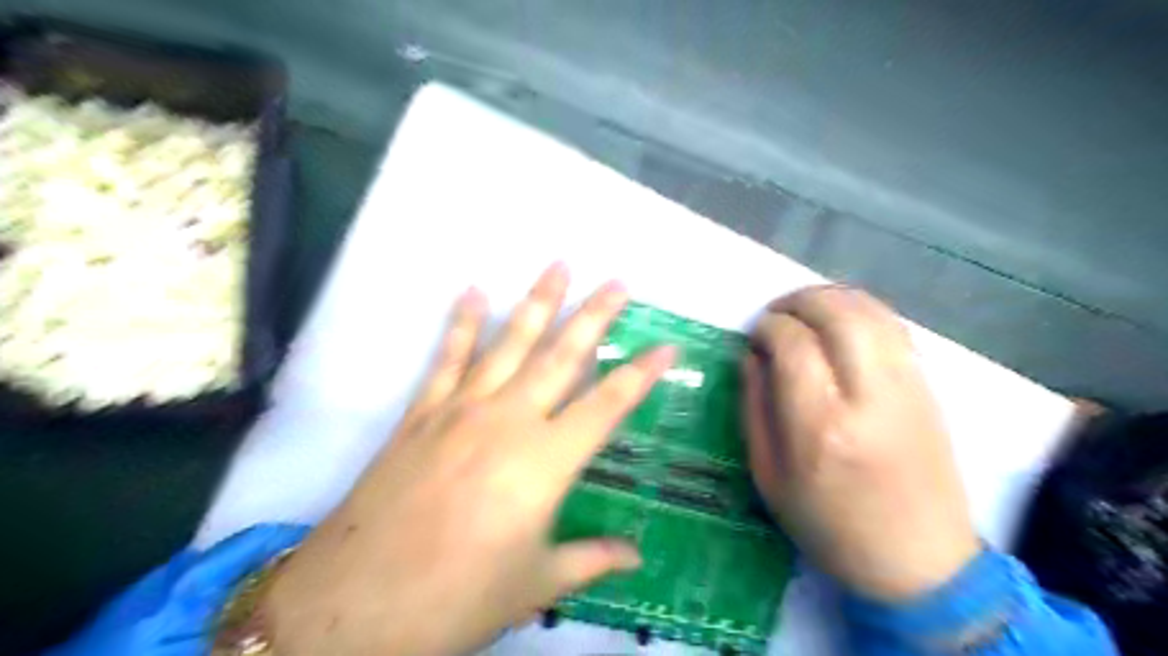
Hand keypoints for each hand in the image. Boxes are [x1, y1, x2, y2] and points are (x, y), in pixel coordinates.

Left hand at [260, 264, 669, 654]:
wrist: (356, 604)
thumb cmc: (458, 598)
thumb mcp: (535, 585)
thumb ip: (590, 560)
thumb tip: (636, 555)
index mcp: (546, 462)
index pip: (608, 406)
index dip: (641, 375)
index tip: (666, 346)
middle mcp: (509, 421)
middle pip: (562, 356)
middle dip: (594, 316)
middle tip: (617, 282)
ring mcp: (462, 409)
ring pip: (510, 343)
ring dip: (537, 302)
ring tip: (558, 266)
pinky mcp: (422, 413)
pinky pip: (448, 358)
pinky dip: (463, 323)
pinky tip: (474, 292)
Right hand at [742, 284, 978, 602]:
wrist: (917, 561)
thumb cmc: (829, 525)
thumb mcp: (769, 476)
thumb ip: (754, 408)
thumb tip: (751, 355)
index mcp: (820, 427)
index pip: (793, 344)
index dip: (768, 327)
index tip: (754, 335)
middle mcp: (868, 398)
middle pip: (837, 314)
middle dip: (799, 300)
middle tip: (776, 313)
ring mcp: (907, 389)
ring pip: (872, 312)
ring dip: (832, 298)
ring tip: (805, 310)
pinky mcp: (929, 389)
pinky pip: (895, 328)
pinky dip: (863, 310)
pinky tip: (842, 321)